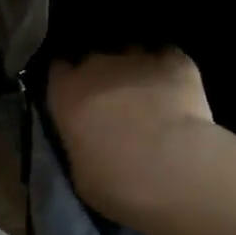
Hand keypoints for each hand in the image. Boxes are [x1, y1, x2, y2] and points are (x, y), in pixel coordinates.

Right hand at [47, 50, 220, 231]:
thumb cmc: (116, 182)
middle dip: (103, 75)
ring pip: (132, 52)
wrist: (172, 169)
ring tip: (149, 93)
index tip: (76, 95)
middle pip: (95, 58)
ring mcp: (138, 57)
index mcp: (67, 92)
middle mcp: (97, 65)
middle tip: (116, 101)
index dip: (68, 81)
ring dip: (136, 69)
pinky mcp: (175, 60)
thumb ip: (79, 142)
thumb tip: (87, 137)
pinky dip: (170, 70)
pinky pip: (168, 56)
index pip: (58, 70)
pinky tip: (178, 88)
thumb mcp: (80, 171)